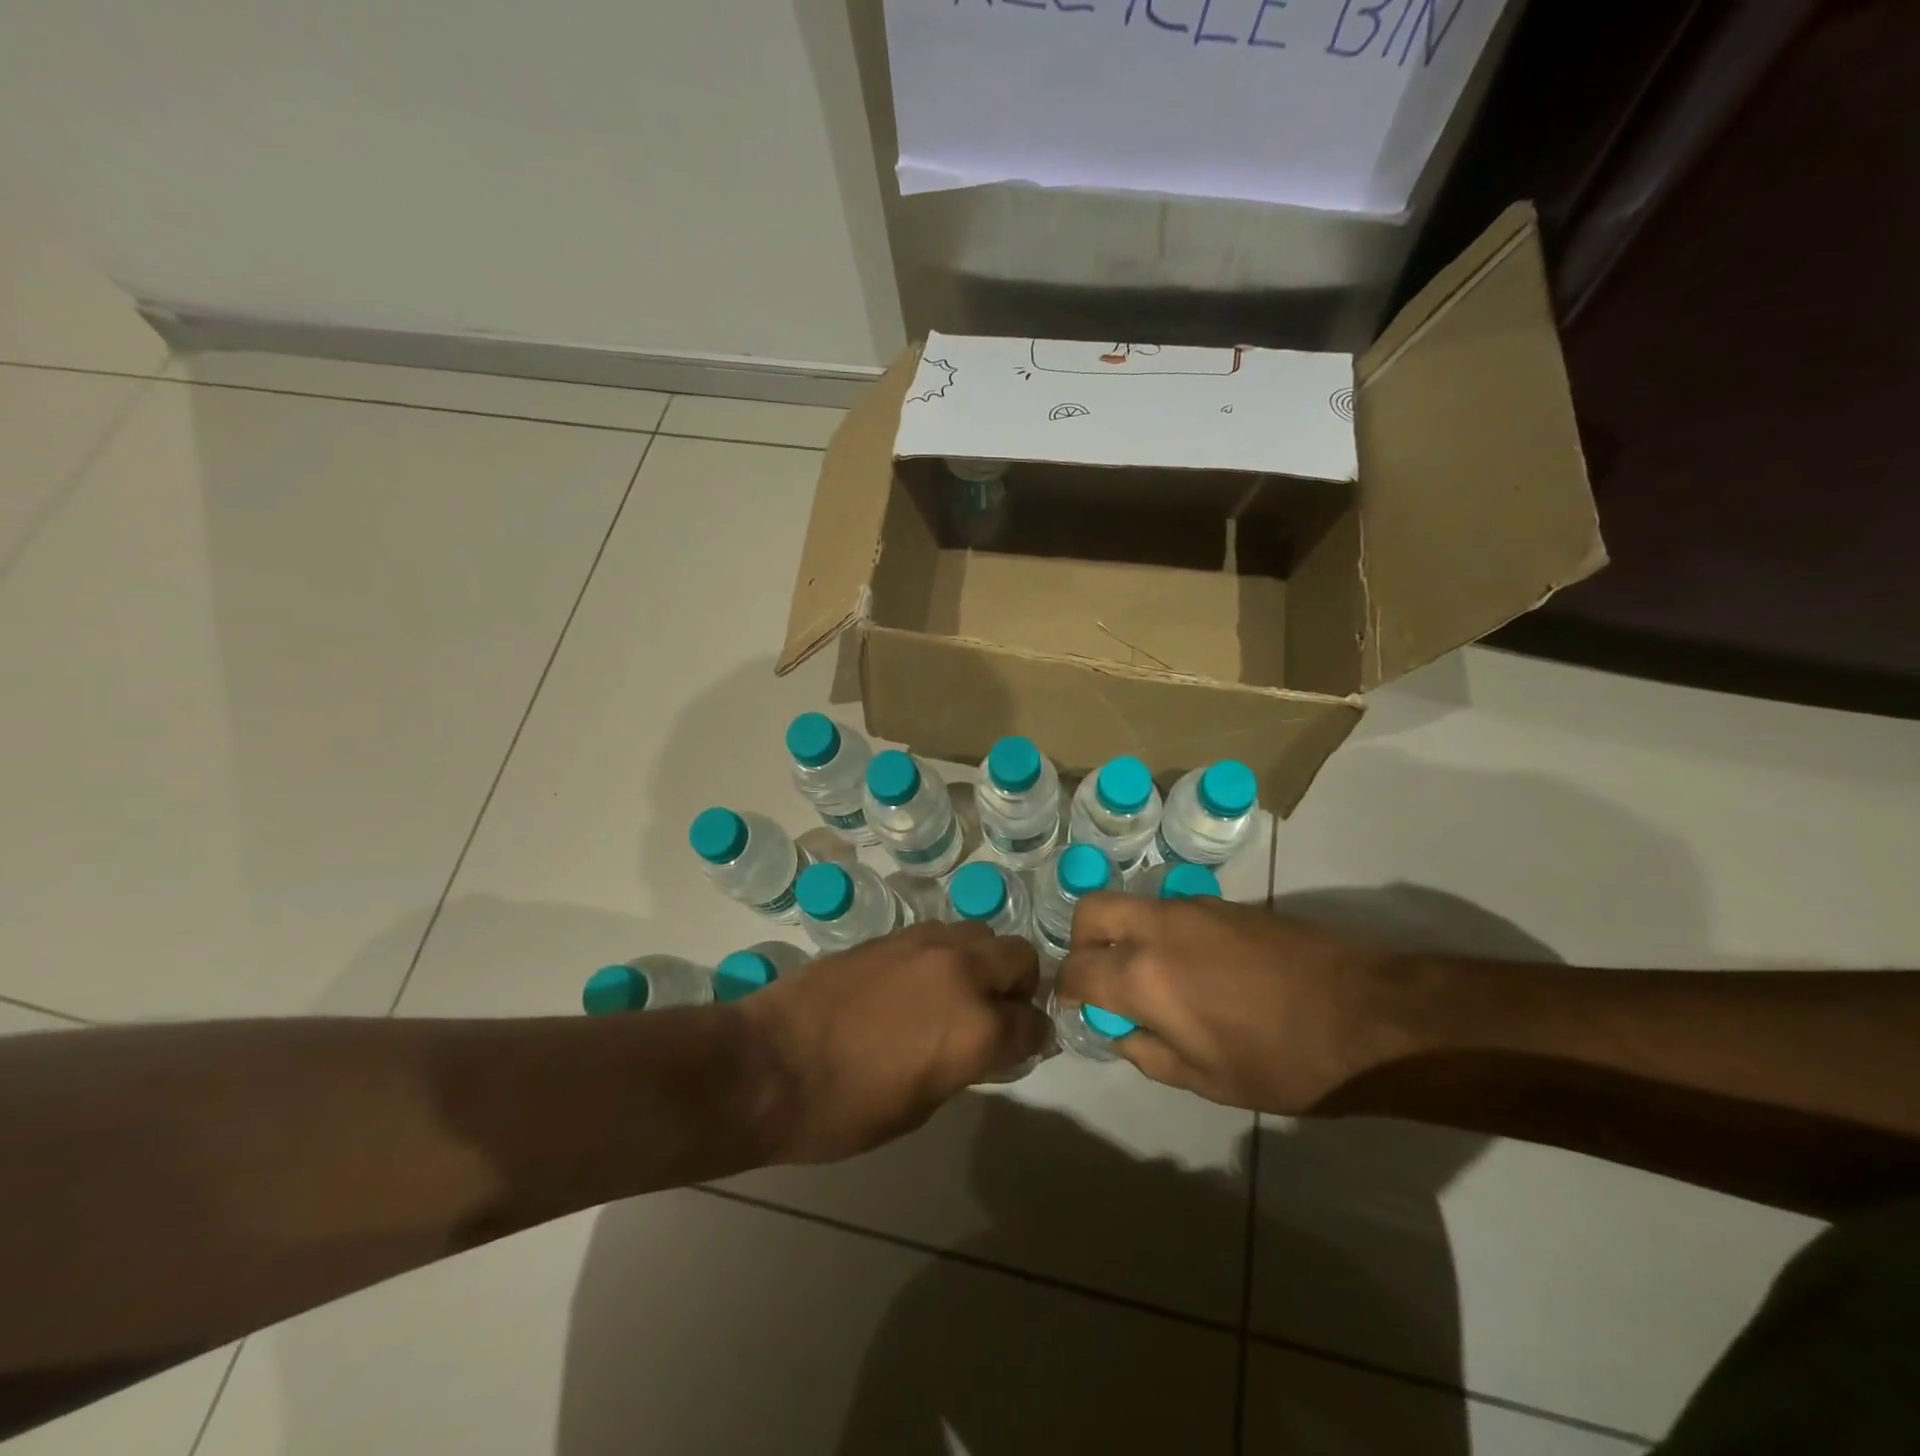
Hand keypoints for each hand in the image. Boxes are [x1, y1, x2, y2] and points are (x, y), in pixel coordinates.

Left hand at [739, 920, 1047, 1163]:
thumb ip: (964, 1064)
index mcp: (976, 1027)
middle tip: (997, 1013)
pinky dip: (946, 954)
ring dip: (983, 961)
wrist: (768, 1064)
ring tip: (957, 992)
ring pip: (980, 933)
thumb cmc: (844, 1109)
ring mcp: (923, 944)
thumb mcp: (920, 1105)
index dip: (1032, 1040)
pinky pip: (939, 933)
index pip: (1032, 1023)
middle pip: (1019, 957)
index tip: (1022, 1049)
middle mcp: (961, 972)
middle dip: (1019, 986)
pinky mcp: (890, 935)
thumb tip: (979, 1046)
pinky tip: (920, 981)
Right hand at [1056, 894, 1415, 1114]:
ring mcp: (1193, 907)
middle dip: (1082, 942)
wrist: (1369, 1015)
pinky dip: (1160, 931)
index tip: (1075, 1008)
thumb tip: (1120, 1030)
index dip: (1066, 990)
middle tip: (1102, 977)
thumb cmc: (1283, 1061)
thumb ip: (1147, 1052)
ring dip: (1124, 933)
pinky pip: (1170, 909)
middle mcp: (1157, 927)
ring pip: (1132, 904)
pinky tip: (1194, 968)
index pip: (1076, 970)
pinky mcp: (1225, 902)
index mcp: (1143, 975)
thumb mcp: (1206, 1080)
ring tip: (1151, 977)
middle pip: (1091, 911)